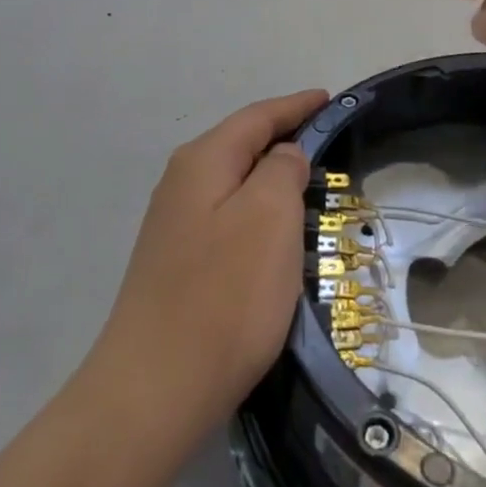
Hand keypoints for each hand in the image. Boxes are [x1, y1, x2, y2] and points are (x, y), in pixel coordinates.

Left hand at [93, 90, 328, 436]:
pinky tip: (274, 231)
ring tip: (309, 182)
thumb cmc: (225, 293)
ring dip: (270, 177)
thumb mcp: (269, 216)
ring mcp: (174, 226)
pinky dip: (257, 211)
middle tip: (328, 141)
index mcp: (202, 161)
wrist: (157, 388)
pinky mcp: (177, 263)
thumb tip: (283, 156)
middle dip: (283, 137)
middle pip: (241, 144)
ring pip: (233, 183)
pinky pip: (227, 217)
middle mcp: (181, 184)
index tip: (329, 98)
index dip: (296, 106)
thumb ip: (281, 169)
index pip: (257, 117)